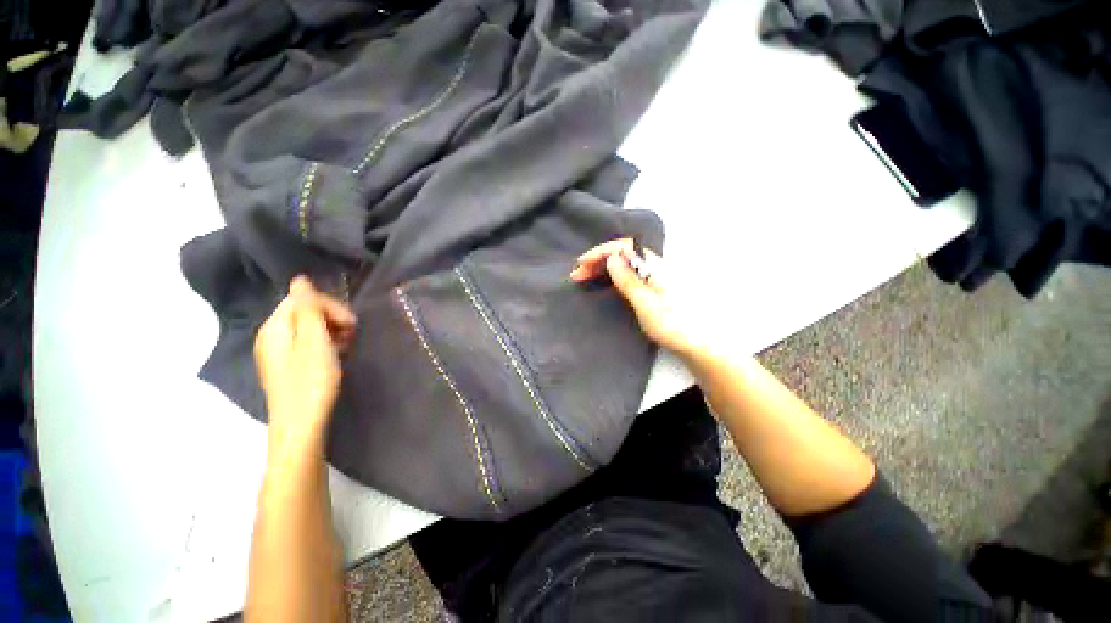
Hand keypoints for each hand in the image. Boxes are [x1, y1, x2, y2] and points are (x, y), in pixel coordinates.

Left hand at [254, 276, 356, 447]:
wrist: (301, 424)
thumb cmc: (310, 381)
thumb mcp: (314, 342)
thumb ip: (307, 309)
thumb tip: (299, 279)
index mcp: (274, 327)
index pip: (301, 299)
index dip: (329, 306)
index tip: (351, 323)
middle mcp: (271, 335)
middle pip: (303, 311)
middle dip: (332, 317)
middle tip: (352, 333)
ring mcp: (278, 351)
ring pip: (308, 327)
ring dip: (331, 330)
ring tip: (347, 344)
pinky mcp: (288, 365)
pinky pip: (307, 342)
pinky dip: (325, 343)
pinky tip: (338, 354)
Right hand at [569, 238, 706, 356]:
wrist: (695, 344)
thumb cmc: (671, 325)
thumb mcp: (645, 303)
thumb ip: (628, 280)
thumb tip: (612, 258)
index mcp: (654, 266)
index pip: (623, 248)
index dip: (600, 252)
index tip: (582, 264)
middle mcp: (653, 267)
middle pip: (622, 254)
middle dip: (598, 260)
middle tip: (577, 274)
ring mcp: (652, 277)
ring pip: (623, 265)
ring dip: (602, 268)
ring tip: (584, 277)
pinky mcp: (650, 288)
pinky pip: (626, 274)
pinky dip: (610, 276)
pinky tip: (602, 282)